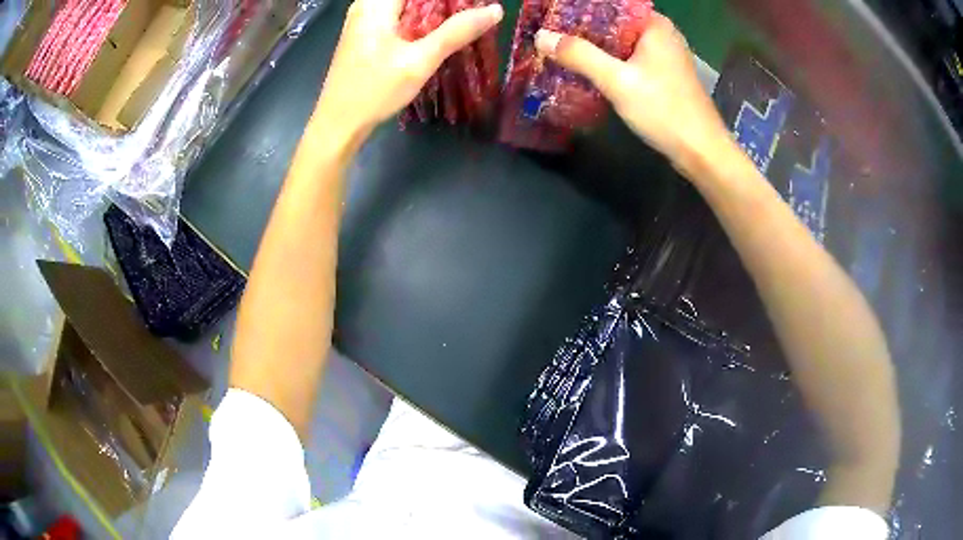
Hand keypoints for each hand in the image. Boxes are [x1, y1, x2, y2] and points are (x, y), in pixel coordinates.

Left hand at [316, 0, 502, 135]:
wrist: (337, 124)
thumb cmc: (374, 91)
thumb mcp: (419, 61)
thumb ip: (456, 32)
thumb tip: (494, 10)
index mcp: (376, 4)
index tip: (473, 4)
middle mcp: (366, 4)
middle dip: (444, 3)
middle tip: (472, 9)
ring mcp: (362, 18)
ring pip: (406, 3)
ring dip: (434, 8)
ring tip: (460, 19)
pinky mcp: (364, 33)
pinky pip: (398, 13)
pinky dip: (420, 17)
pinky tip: (437, 29)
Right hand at [535, 14, 730, 173]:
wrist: (701, 152)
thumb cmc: (664, 110)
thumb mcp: (617, 81)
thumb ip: (580, 56)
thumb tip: (541, 37)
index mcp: (654, 26)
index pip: (612, 5)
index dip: (581, 9)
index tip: (553, 16)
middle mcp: (661, 35)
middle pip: (615, 23)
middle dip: (584, 29)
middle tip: (551, 35)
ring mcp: (665, 55)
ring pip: (621, 42)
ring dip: (595, 47)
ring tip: (562, 49)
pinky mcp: (664, 75)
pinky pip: (630, 59)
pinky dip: (610, 61)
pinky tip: (589, 69)